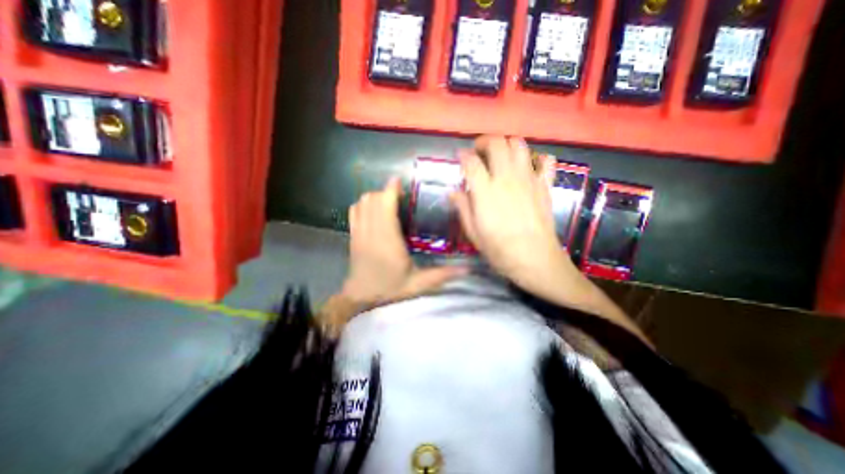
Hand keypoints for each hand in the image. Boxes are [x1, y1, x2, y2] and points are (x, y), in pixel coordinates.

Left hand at [339, 177, 464, 308]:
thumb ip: (441, 275)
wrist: (361, 297)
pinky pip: (354, 211)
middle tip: (400, 193)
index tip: (399, 181)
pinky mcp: (353, 235)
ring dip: (374, 196)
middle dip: (385, 191)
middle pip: (372, 199)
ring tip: (388, 200)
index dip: (390, 190)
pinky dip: (363, 204)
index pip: (384, 206)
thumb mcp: (418, 284)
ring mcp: (359, 232)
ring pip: (362, 203)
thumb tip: (466, 269)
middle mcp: (370, 231)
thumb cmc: (389, 289)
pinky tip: (374, 208)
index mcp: (387, 239)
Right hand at [451, 137, 647, 344]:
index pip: (471, 162)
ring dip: (507, 145)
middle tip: (479, 151)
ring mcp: (529, 180)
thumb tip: (453, 192)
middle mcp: (507, 179)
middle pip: (497, 144)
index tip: (460, 157)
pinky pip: (546, 161)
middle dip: (484, 141)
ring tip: (500, 156)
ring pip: (519, 145)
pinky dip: (537, 158)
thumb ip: (463, 209)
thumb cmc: (500, 251)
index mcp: (486, 192)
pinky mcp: (545, 185)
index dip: (463, 155)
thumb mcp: (474, 234)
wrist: (536, 260)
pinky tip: (529, 167)